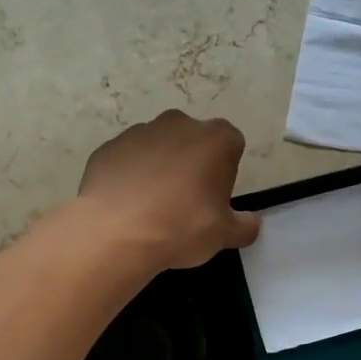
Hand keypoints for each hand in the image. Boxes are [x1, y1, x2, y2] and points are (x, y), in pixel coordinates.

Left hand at [78, 110, 260, 270]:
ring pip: (158, 148)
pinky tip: (126, 205)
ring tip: (151, 207)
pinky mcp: (108, 147)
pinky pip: (127, 160)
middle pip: (193, 141)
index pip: (231, 146)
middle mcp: (179, 124)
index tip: (214, 198)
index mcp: (215, 138)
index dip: (224, 172)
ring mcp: (139, 132)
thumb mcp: (224, 235)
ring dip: (159, 168)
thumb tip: (252, 223)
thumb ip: (245, 226)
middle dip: (192, 164)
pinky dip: (129, 176)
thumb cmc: (181, 228)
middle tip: (185, 203)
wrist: (116, 233)